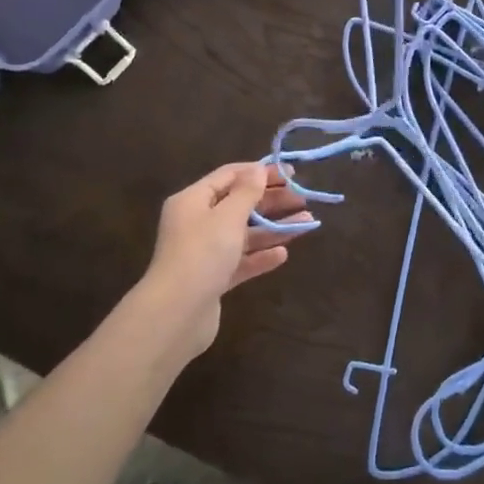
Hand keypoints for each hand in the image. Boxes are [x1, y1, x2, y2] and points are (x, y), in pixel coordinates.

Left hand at [140, 162, 312, 358]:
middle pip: (239, 204)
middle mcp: (197, 223)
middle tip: (303, 199)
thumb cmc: (202, 254)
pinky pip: (241, 261)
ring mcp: (205, 253)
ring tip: (307, 223)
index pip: (229, 175)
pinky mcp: (213, 279)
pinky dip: (261, 256)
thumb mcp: (228, 217)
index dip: (259, 172)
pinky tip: (283, 254)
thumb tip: (258, 169)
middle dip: (271, 200)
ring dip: (273, 227)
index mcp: (193, 200)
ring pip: (244, 234)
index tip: (291, 173)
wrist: (176, 315)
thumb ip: (247, 192)